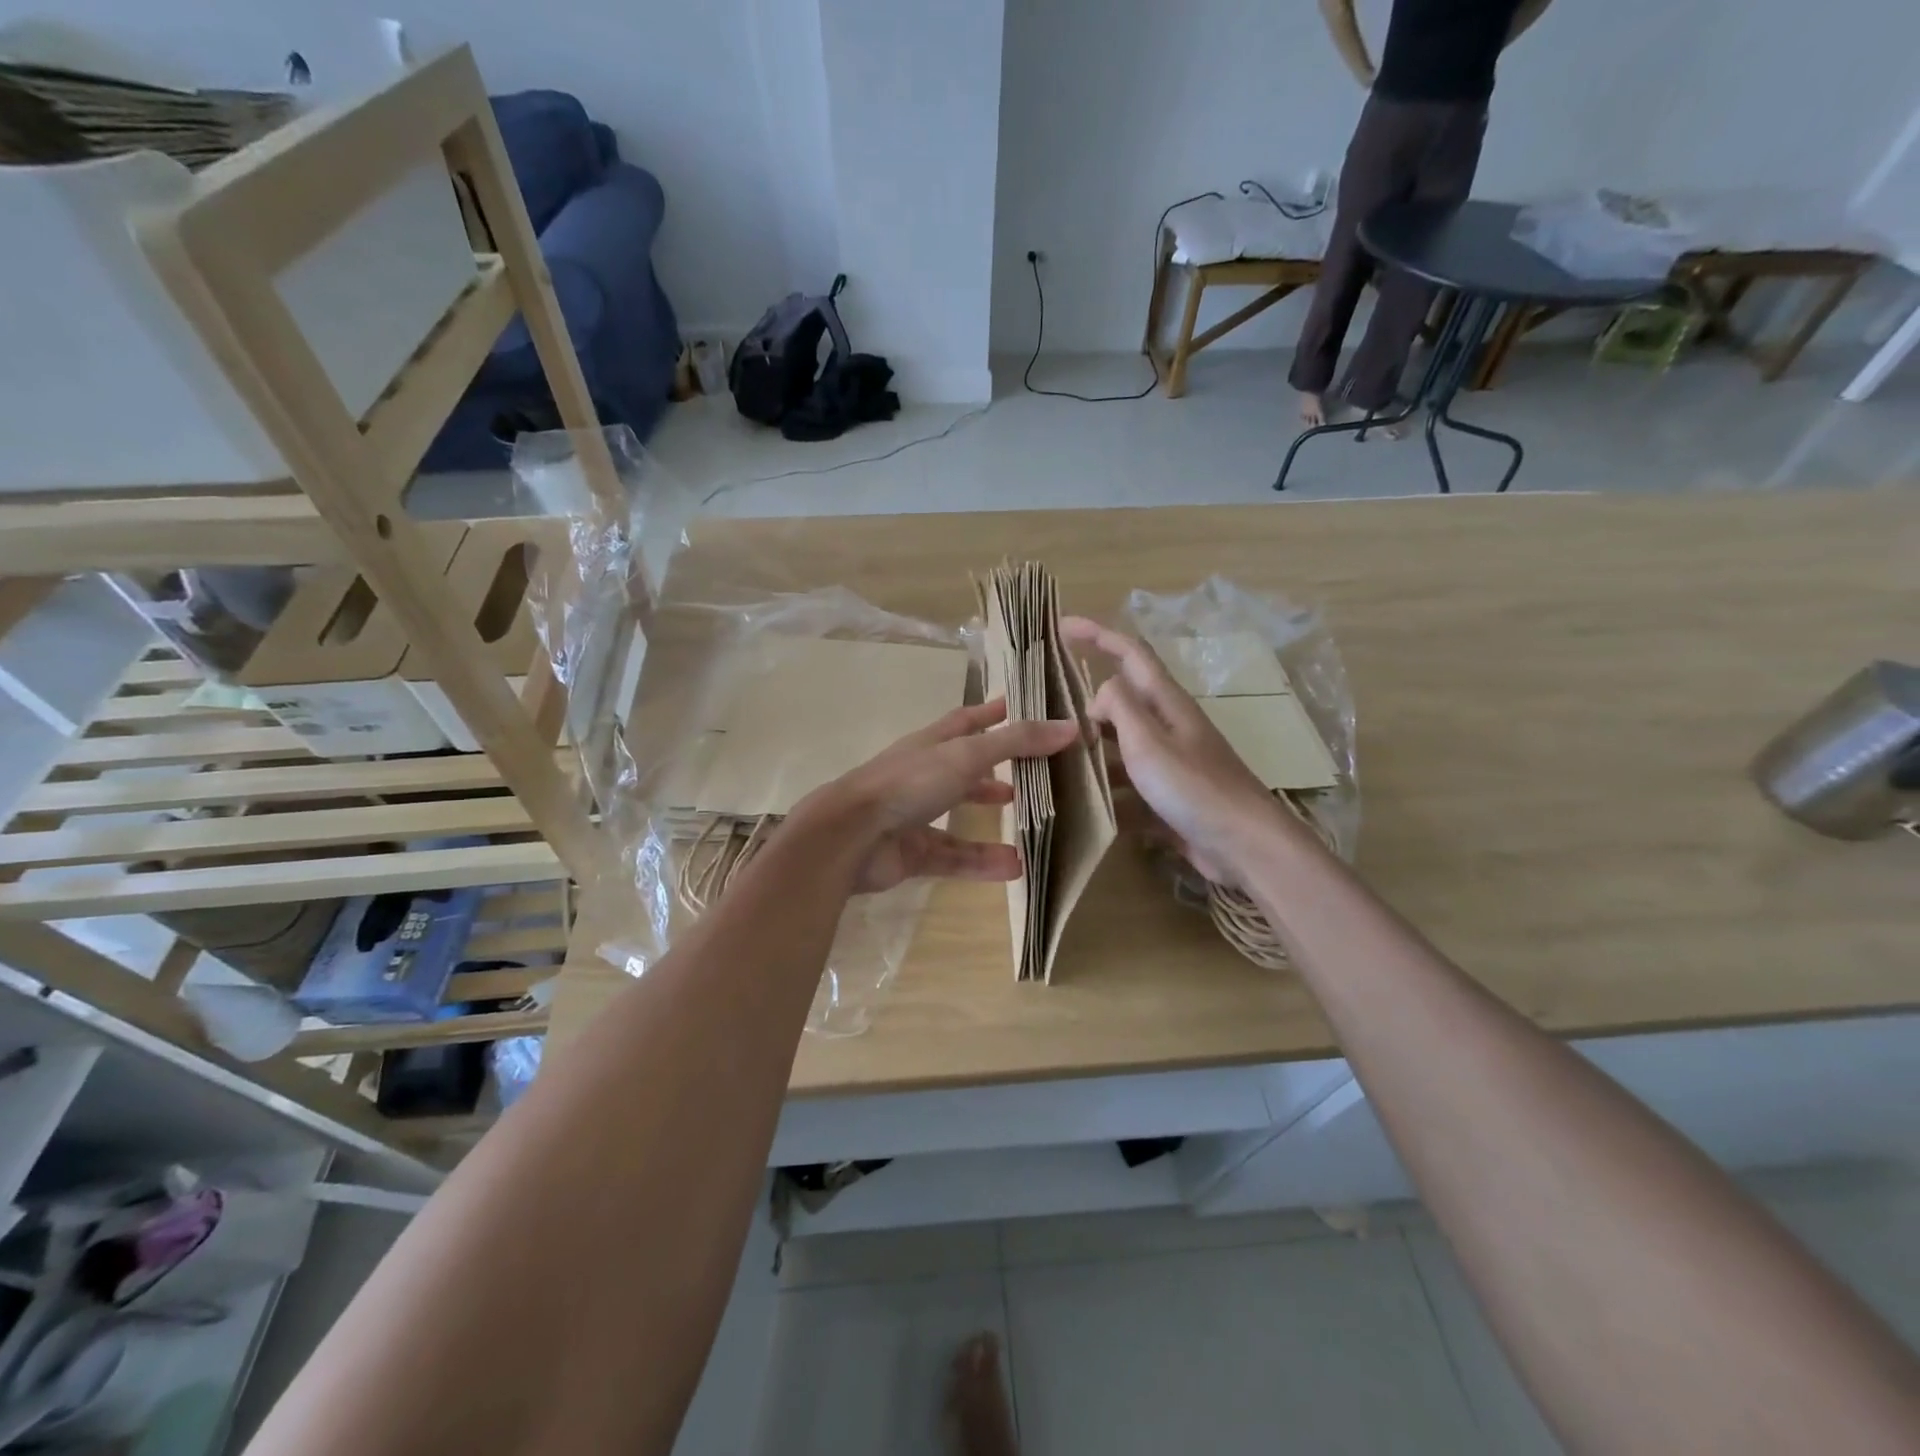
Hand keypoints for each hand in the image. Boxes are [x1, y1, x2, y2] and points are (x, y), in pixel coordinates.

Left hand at [794, 699, 1077, 894]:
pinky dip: (982, 861)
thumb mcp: (966, 755)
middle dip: (997, 769)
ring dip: (994, 817)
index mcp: (931, 744)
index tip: (1020, 707)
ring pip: (962, 815)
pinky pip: (955, 856)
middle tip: (1037, 773)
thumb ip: (1016, 743)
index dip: (993, 713)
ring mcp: (915, 815)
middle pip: (966, 768)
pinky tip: (1016, 867)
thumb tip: (1070, 727)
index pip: (967, 721)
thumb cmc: (908, 783)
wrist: (850, 837)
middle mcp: (923, 775)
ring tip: (1035, 822)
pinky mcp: (913, 853)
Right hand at [1060, 617, 1285, 883]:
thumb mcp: (1149, 742)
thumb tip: (1100, 692)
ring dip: (1091, 751)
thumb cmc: (1195, 788)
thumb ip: (1120, 707)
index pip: (1130, 654)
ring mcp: (1171, 764)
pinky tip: (1082, 809)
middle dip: (1087, 703)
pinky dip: (1107, 793)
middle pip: (1123, 702)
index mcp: (1167, 704)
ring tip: (1053, 762)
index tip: (1062, 628)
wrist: (1245, 847)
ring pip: (1121, 747)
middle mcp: (1169, 727)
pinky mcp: (1169, 798)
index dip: (1098, 635)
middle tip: (1048, 717)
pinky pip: (1129, 786)